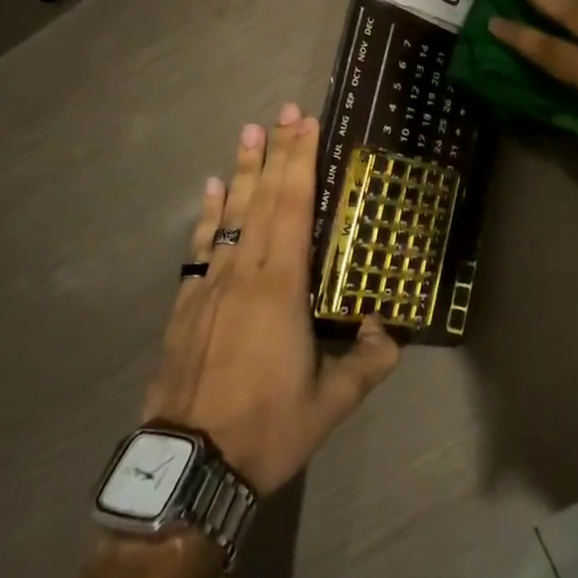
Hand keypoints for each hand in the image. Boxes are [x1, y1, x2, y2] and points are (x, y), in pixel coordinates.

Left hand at [142, 105, 400, 495]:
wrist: (188, 467)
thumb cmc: (265, 429)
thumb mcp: (328, 405)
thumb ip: (366, 364)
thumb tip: (391, 330)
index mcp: (280, 287)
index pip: (293, 208)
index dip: (299, 162)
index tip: (304, 124)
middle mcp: (244, 271)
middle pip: (263, 198)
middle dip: (276, 151)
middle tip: (283, 110)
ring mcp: (210, 283)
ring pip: (230, 213)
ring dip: (242, 170)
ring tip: (248, 130)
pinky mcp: (186, 302)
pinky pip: (201, 245)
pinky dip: (208, 213)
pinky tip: (212, 189)